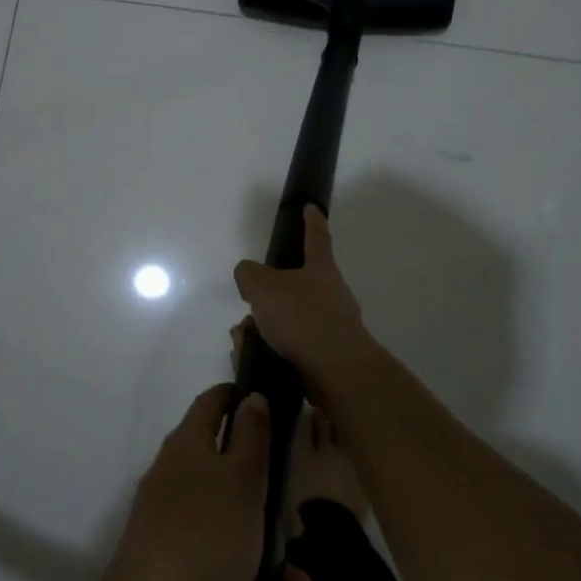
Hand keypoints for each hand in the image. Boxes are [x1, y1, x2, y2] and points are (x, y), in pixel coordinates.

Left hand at [104, 386, 311, 580]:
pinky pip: (218, 554)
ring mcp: (169, 516)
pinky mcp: (170, 557)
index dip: (240, 398)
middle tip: (297, 529)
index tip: (273, 409)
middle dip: (270, 499)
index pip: (213, 402)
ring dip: (269, 549)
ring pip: (230, 519)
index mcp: (189, 444)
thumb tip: (252, 397)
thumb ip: (253, 436)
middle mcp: (175, 473)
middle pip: (229, 468)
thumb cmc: (208, 534)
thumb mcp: (243, 479)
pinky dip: (250, 576)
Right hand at [233, 206, 373, 388]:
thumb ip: (249, 274)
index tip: (311, 207)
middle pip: (292, 287)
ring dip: (261, 329)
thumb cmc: (302, 318)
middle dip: (265, 298)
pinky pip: (288, 348)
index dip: (311, 221)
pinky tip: (253, 360)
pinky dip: (268, 351)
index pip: (316, 237)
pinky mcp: (324, 357)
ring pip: (286, 321)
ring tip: (244, 342)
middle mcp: (330, 295)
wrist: (336, 372)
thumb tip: (249, 277)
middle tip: (247, 310)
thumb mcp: (262, 286)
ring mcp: (330, 327)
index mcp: (320, 269)